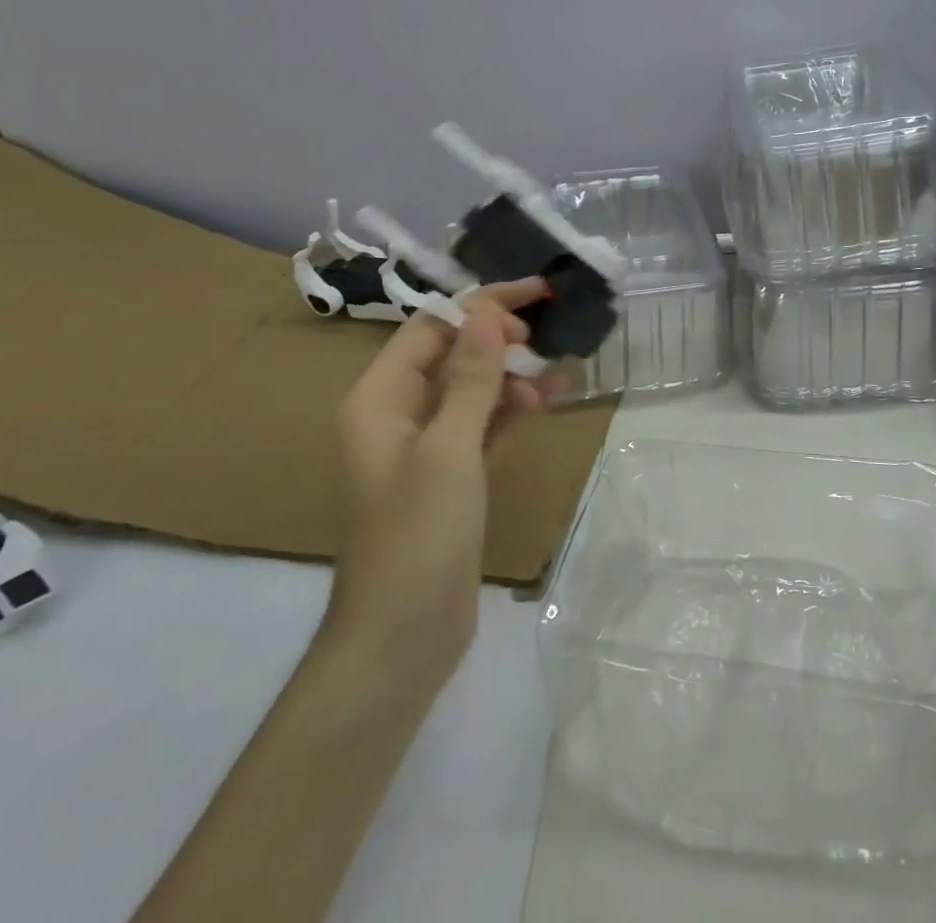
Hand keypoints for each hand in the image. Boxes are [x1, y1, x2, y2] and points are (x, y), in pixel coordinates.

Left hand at [321, 277, 550, 685]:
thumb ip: (470, 379)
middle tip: (545, 333)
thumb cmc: (418, 536)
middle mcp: (397, 413)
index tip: (533, 295)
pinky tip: (544, 400)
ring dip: (510, 373)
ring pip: (471, 388)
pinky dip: (510, 409)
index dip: (480, 306)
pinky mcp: (450, 474)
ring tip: (556, 370)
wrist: (401, 639)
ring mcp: (424, 446)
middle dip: (497, 336)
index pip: (431, 327)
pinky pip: (482, 423)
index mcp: (379, 399)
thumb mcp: (448, 449)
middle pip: (451, 353)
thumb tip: (486, 314)